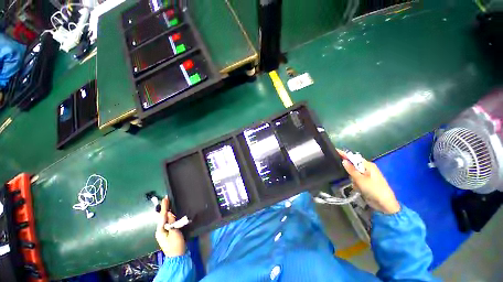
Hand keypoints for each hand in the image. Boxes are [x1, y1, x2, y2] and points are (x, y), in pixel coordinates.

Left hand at [155, 196, 185, 256]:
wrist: (177, 257)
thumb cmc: (176, 244)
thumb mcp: (174, 233)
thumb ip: (171, 222)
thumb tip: (169, 213)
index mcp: (160, 230)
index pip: (163, 216)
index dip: (164, 207)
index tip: (165, 198)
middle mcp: (160, 230)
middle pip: (162, 217)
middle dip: (164, 208)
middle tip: (167, 199)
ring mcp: (163, 232)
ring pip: (165, 219)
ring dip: (166, 212)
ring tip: (169, 204)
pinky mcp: (168, 233)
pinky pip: (167, 222)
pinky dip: (169, 216)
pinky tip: (171, 214)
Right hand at [338, 150, 399, 213]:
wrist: (385, 205)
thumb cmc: (374, 189)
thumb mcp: (361, 179)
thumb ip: (351, 170)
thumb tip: (343, 160)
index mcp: (368, 165)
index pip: (354, 157)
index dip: (344, 154)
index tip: (335, 151)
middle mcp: (367, 169)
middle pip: (353, 165)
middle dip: (349, 170)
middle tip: (345, 174)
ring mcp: (367, 176)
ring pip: (353, 173)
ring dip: (352, 179)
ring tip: (356, 185)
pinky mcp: (366, 182)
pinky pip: (356, 179)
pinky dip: (355, 183)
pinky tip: (358, 188)